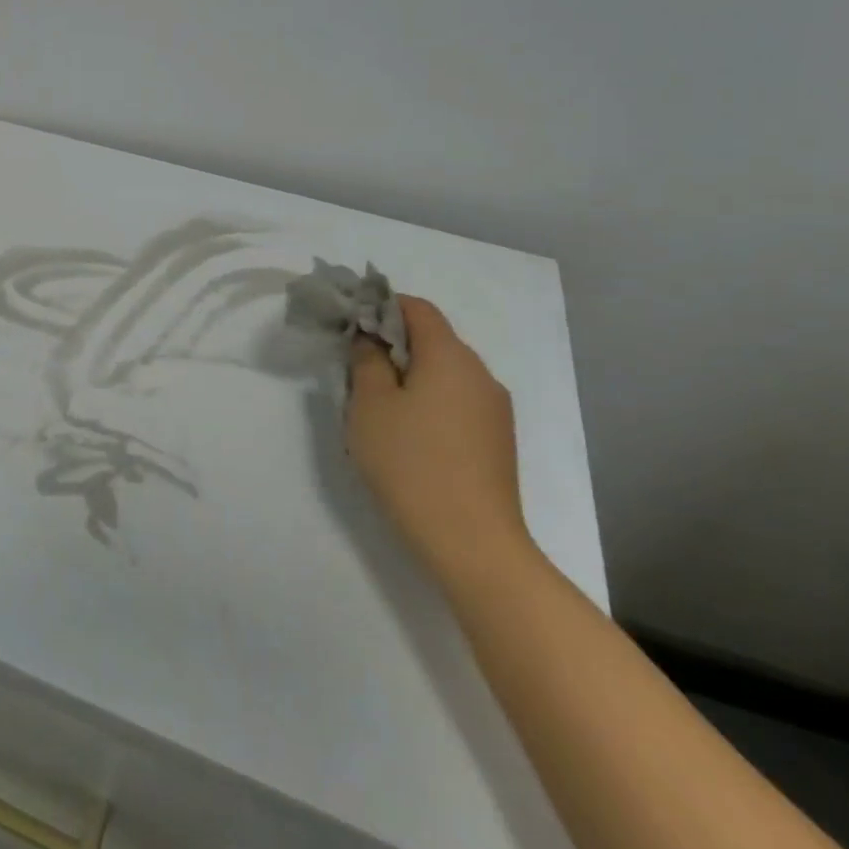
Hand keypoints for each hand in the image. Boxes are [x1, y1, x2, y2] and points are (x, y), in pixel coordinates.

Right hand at [346, 297, 532, 584]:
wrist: (472, 543)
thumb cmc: (411, 463)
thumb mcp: (371, 405)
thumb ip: (367, 361)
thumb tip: (372, 340)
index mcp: (450, 356)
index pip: (417, 308)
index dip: (382, 305)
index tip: (351, 322)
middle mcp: (480, 374)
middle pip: (433, 339)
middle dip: (393, 343)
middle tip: (356, 366)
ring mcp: (495, 410)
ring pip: (445, 373)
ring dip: (411, 375)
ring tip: (378, 405)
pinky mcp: (497, 441)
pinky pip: (457, 401)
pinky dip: (430, 401)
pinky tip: (408, 434)